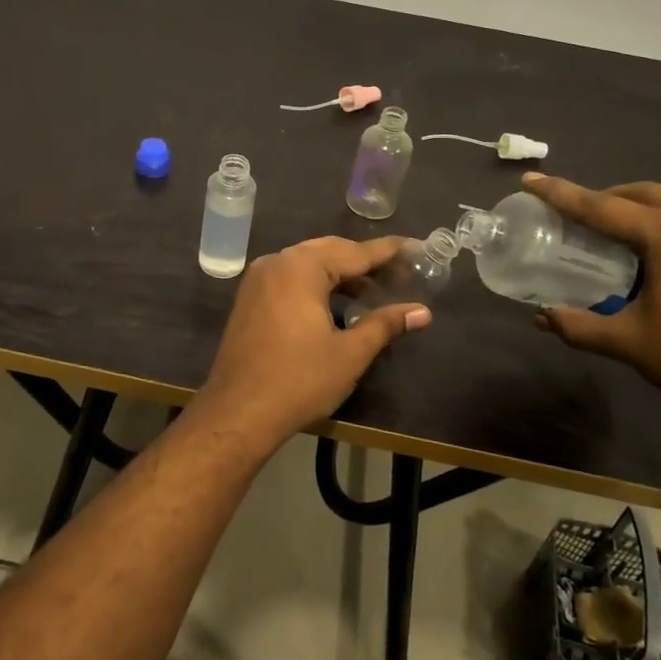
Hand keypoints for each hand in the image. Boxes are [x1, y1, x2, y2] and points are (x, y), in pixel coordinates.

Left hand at [191, 236, 431, 447]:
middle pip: (329, 251)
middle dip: (363, 261)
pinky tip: (336, 303)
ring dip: (339, 273)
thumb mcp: (350, 353)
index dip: (387, 251)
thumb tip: (423, 312)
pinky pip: (290, 278)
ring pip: (307, 264)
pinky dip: (316, 284)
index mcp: (301, 267)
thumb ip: (385, 324)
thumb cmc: (299, 380)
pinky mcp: (249, 299)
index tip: (415, 247)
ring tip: (373, 290)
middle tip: (399, 272)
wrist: (238, 412)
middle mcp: (277, 262)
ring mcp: (258, 280)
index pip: (355, 251)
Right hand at [522, 174, 660, 430]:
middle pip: (642, 194)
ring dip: (644, 209)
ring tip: (621, 236)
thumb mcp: (629, 342)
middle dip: (607, 199)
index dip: (561, 193)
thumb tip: (540, 318)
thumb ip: (578, 325)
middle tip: (579, 217)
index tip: (531, 180)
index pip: (601, 206)